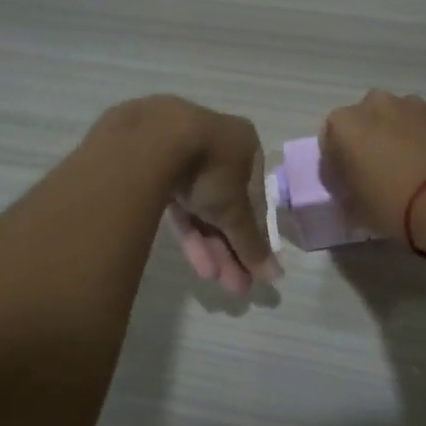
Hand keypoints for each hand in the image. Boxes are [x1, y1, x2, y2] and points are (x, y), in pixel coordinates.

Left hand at [146, 98, 280, 295]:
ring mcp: (180, 152)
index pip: (254, 197)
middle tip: (234, 285)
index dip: (254, 234)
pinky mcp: (150, 164)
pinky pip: (174, 202)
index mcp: (245, 145)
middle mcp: (215, 145)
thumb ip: (253, 243)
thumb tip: (275, 275)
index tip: (253, 266)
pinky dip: (185, 229)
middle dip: (230, 248)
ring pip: (199, 206)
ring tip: (212, 279)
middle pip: (225, 205)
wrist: (151, 140)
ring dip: (209, 245)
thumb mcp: (236, 211)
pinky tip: (194, 260)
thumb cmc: (211, 169)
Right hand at [320, 91, 425, 248]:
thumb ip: (346, 193)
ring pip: (392, 121)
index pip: (328, 144)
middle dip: (365, 145)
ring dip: (393, 139)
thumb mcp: (356, 209)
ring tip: (406, 172)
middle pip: (362, 124)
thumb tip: (351, 189)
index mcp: (343, 124)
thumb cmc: (393, 204)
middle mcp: (373, 104)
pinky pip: (418, 127)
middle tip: (375, 176)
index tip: (346, 188)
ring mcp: (411, 105)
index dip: (336, 167)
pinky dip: (418, 141)